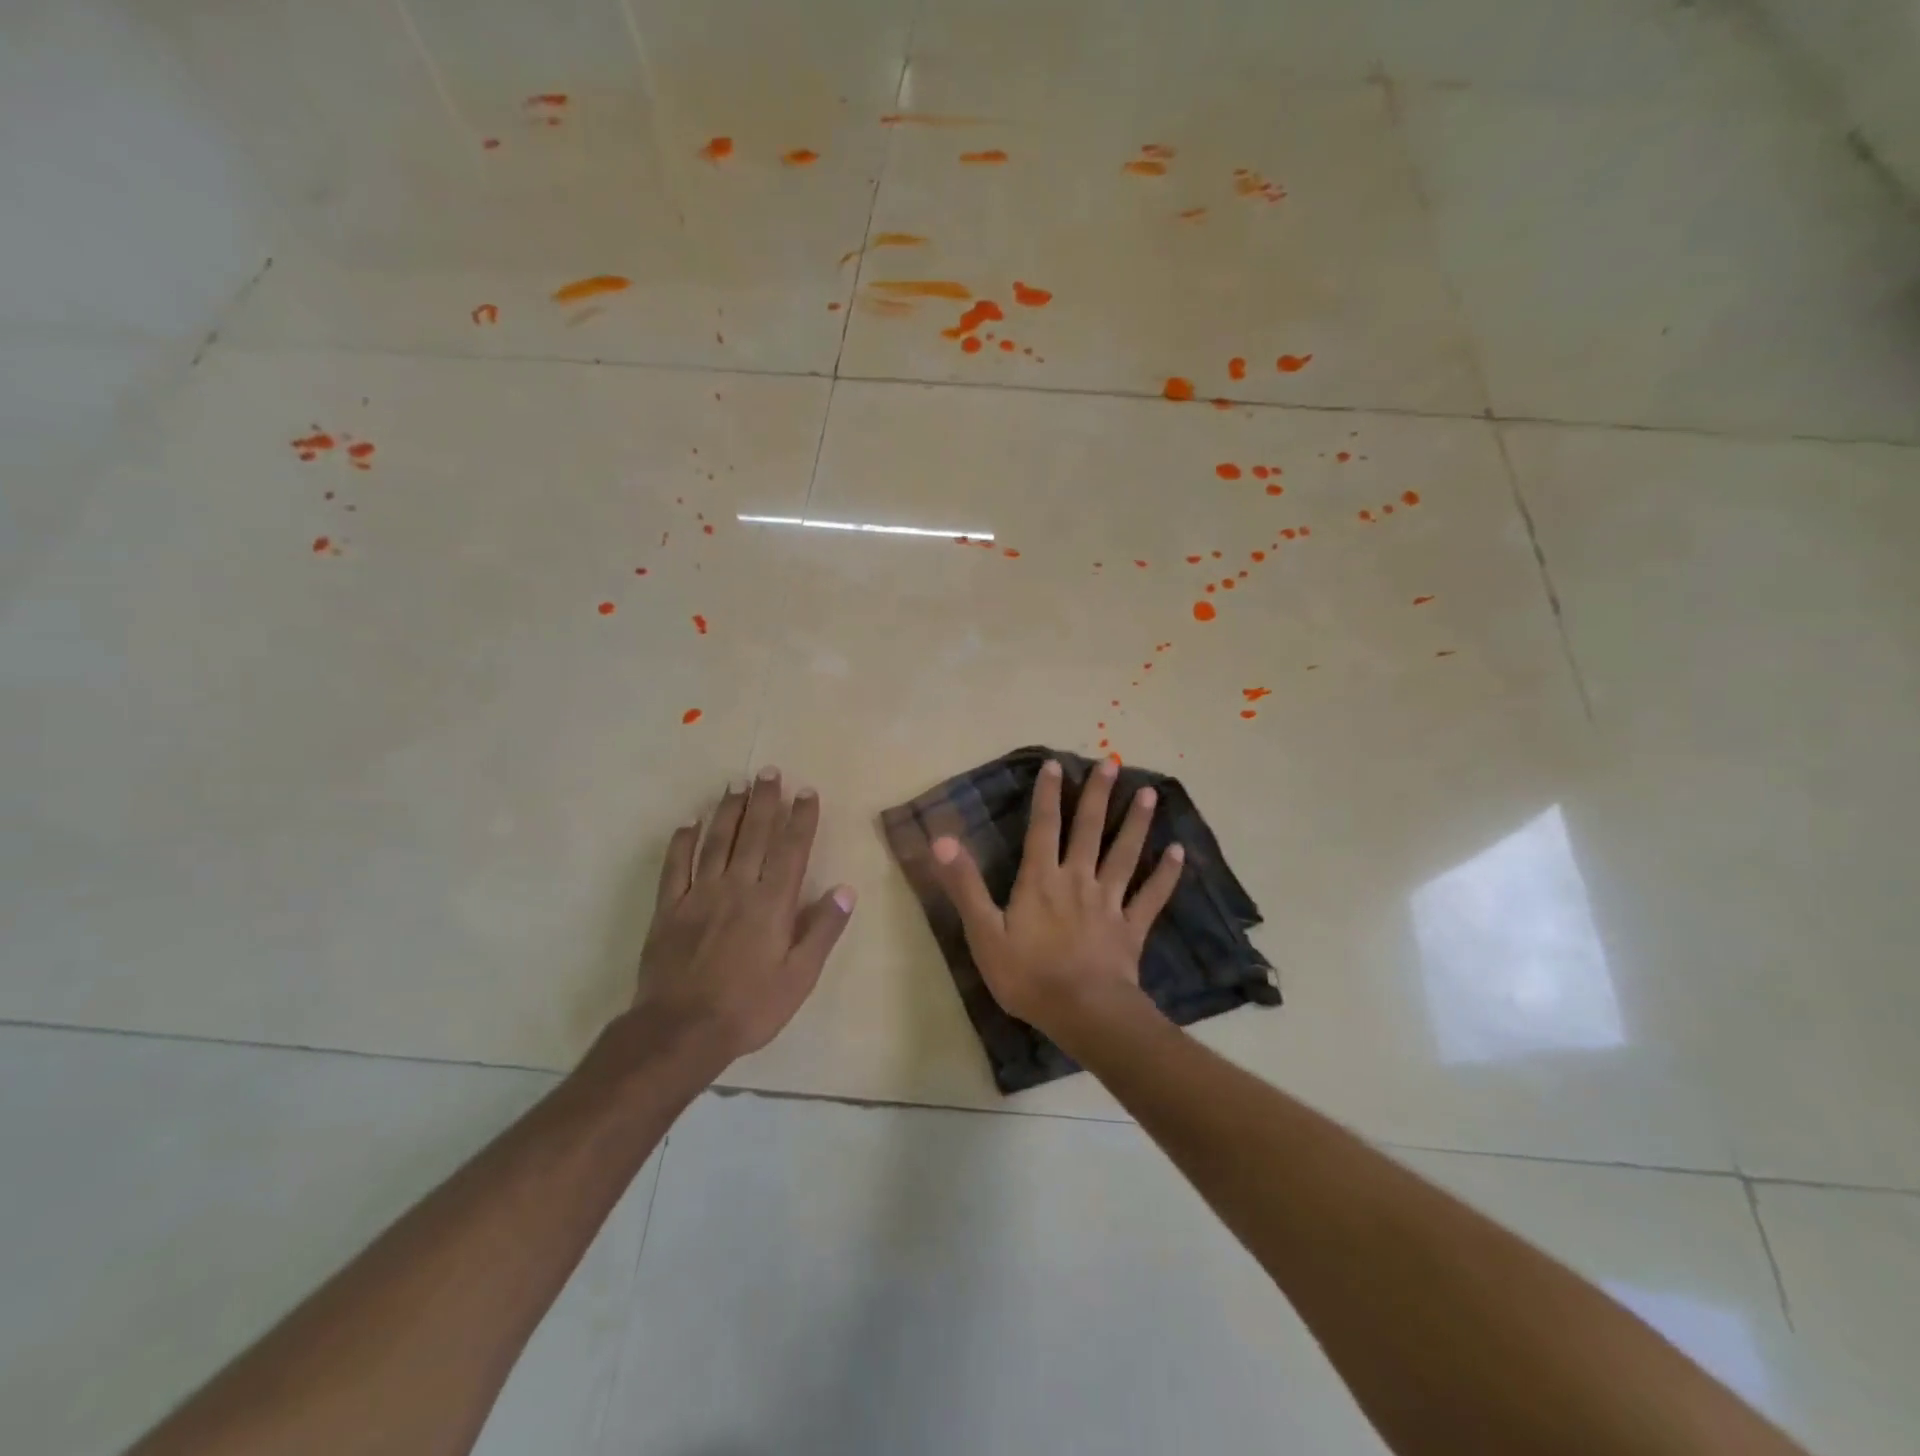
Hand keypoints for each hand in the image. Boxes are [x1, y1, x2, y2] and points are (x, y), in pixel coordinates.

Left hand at [634, 767, 855, 1062]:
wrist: (680, 1031)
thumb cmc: (749, 1007)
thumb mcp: (799, 977)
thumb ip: (822, 930)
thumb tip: (845, 890)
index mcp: (772, 903)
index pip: (791, 849)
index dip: (801, 818)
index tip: (807, 791)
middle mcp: (737, 887)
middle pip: (754, 835)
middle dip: (764, 800)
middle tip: (768, 771)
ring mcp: (699, 895)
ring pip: (716, 842)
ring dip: (728, 811)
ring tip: (736, 785)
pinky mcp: (668, 909)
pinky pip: (675, 866)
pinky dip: (682, 842)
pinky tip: (688, 824)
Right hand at [928, 757, 1183, 1036]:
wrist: (1083, 1013)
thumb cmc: (1028, 976)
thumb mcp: (984, 933)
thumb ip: (965, 885)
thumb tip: (941, 839)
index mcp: (1041, 880)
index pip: (1043, 827)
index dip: (1048, 795)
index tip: (1056, 764)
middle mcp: (1078, 880)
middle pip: (1089, 830)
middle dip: (1098, 795)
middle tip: (1111, 763)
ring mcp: (1109, 902)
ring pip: (1125, 854)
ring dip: (1136, 823)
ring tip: (1149, 794)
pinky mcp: (1131, 927)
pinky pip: (1152, 896)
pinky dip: (1166, 874)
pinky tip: (1179, 852)